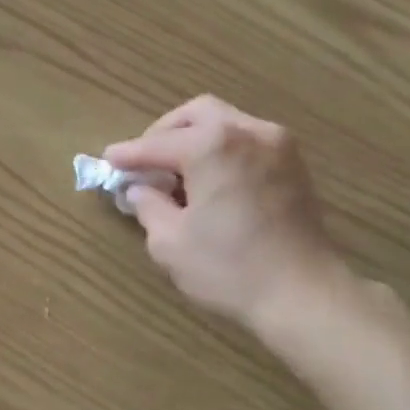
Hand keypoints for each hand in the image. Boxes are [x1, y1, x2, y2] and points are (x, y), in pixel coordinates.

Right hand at [104, 96, 345, 334]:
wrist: (303, 294)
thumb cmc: (229, 269)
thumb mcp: (170, 243)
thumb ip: (148, 206)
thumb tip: (140, 189)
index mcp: (212, 145)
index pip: (156, 144)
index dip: (128, 155)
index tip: (106, 161)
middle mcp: (247, 131)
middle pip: (196, 115)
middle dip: (164, 134)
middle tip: (145, 162)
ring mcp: (278, 145)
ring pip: (226, 123)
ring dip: (195, 140)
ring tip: (176, 173)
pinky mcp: (294, 165)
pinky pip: (248, 141)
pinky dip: (222, 151)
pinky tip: (210, 180)